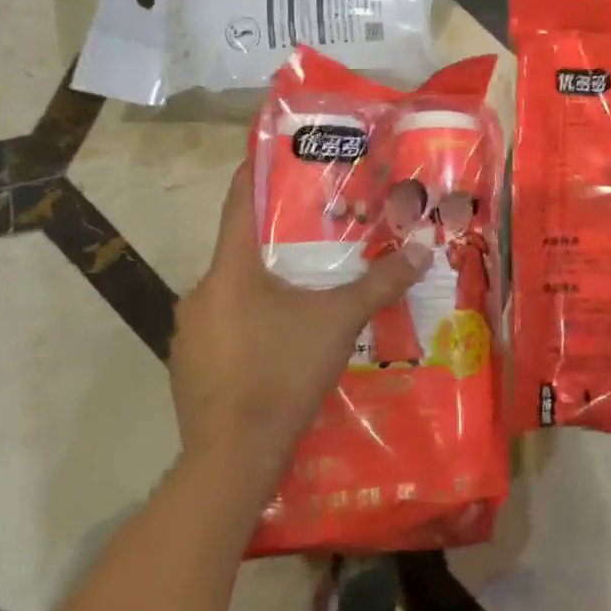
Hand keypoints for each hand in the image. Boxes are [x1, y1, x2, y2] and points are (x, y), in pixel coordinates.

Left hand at [170, 159, 429, 490]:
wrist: (232, 458)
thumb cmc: (283, 372)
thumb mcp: (339, 321)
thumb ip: (380, 283)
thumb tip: (422, 250)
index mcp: (230, 270)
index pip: (240, 202)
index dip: (257, 172)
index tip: (277, 152)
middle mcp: (201, 292)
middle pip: (241, 250)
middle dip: (277, 240)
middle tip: (318, 233)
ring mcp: (189, 332)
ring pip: (234, 291)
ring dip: (266, 286)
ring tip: (307, 290)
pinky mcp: (189, 365)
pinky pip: (224, 326)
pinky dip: (252, 322)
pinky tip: (283, 341)